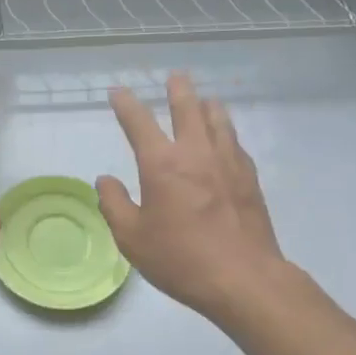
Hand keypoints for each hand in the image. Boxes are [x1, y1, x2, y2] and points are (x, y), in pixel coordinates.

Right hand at [95, 74, 293, 324]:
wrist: (243, 278)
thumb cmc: (180, 258)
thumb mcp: (132, 238)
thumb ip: (114, 204)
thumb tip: (105, 180)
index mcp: (162, 164)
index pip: (139, 122)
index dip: (126, 104)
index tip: (118, 92)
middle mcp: (196, 153)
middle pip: (188, 108)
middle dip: (178, 89)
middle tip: (175, 76)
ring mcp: (228, 162)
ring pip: (218, 120)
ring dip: (208, 106)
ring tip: (205, 99)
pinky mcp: (249, 178)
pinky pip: (235, 143)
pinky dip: (226, 133)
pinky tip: (226, 139)